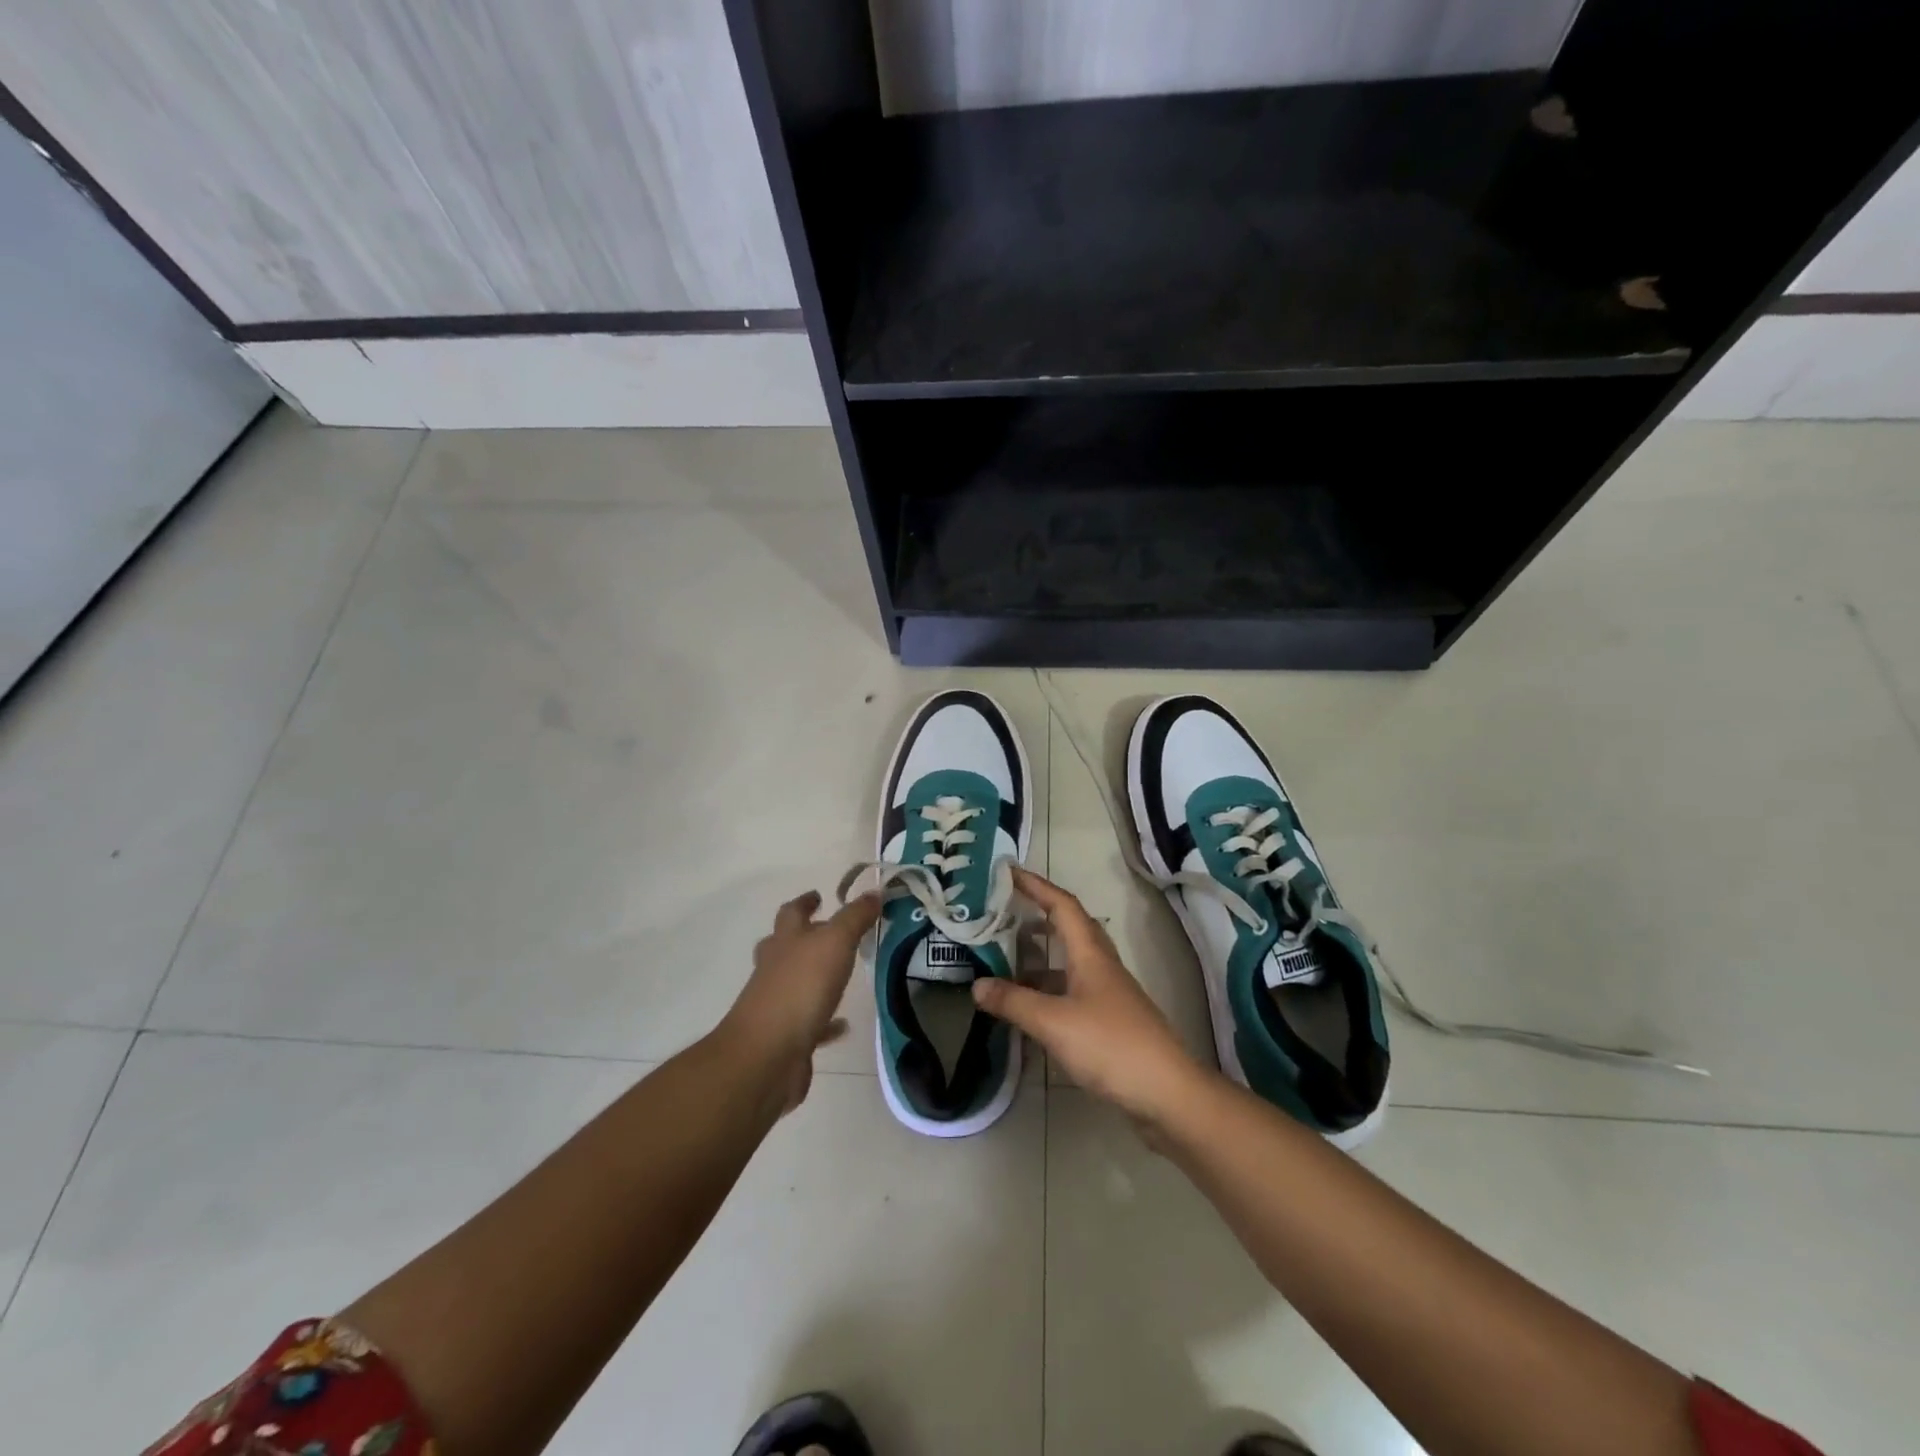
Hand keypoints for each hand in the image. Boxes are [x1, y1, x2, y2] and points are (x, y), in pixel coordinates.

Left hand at [720, 890, 880, 1112]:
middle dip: (803, 937)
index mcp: (785, 941)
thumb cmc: (800, 988)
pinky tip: (844, 1024)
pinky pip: (811, 1024)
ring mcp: (778, 1005)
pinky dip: (826, 1022)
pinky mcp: (787, 1038)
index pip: (792, 912)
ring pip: (796, 983)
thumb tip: (874, 891)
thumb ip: (855, 918)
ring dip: (815, 977)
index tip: (819, 895)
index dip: (805, 902)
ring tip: (841, 975)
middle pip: (785, 946)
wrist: (767, 1056)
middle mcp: (776, 969)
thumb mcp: (835, 942)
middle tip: (828, 932)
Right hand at [973, 866, 1205, 1124]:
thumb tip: (977, 985)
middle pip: (1068, 928)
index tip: (1008, 872)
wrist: (1167, 1094)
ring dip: (1039, 957)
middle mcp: (1101, 966)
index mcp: (1091, 954)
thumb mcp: (1054, 1022)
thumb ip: (1014, 1002)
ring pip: (1069, 963)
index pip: (1062, 905)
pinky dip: (1046, 990)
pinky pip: (1071, 991)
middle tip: (1002, 913)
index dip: (1036, 886)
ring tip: (1003, 960)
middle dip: (1036, 915)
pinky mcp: (1109, 1021)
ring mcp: (1107, 995)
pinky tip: (1028, 1007)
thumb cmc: (1111, 1046)